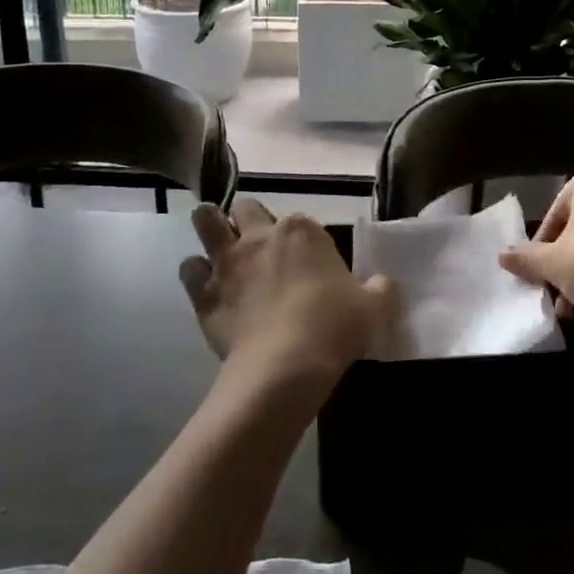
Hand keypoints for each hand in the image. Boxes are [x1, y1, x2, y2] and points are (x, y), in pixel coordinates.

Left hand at [180, 200, 397, 388]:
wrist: (286, 365)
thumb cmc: (334, 327)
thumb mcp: (373, 308)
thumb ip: (380, 290)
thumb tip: (384, 284)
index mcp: (302, 231)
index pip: (299, 220)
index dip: (302, 238)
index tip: (308, 260)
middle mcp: (260, 236)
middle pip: (246, 208)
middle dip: (249, 218)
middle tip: (258, 243)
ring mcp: (227, 262)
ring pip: (205, 221)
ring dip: (210, 227)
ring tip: (218, 245)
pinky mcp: (203, 293)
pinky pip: (189, 270)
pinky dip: (195, 274)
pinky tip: (206, 287)